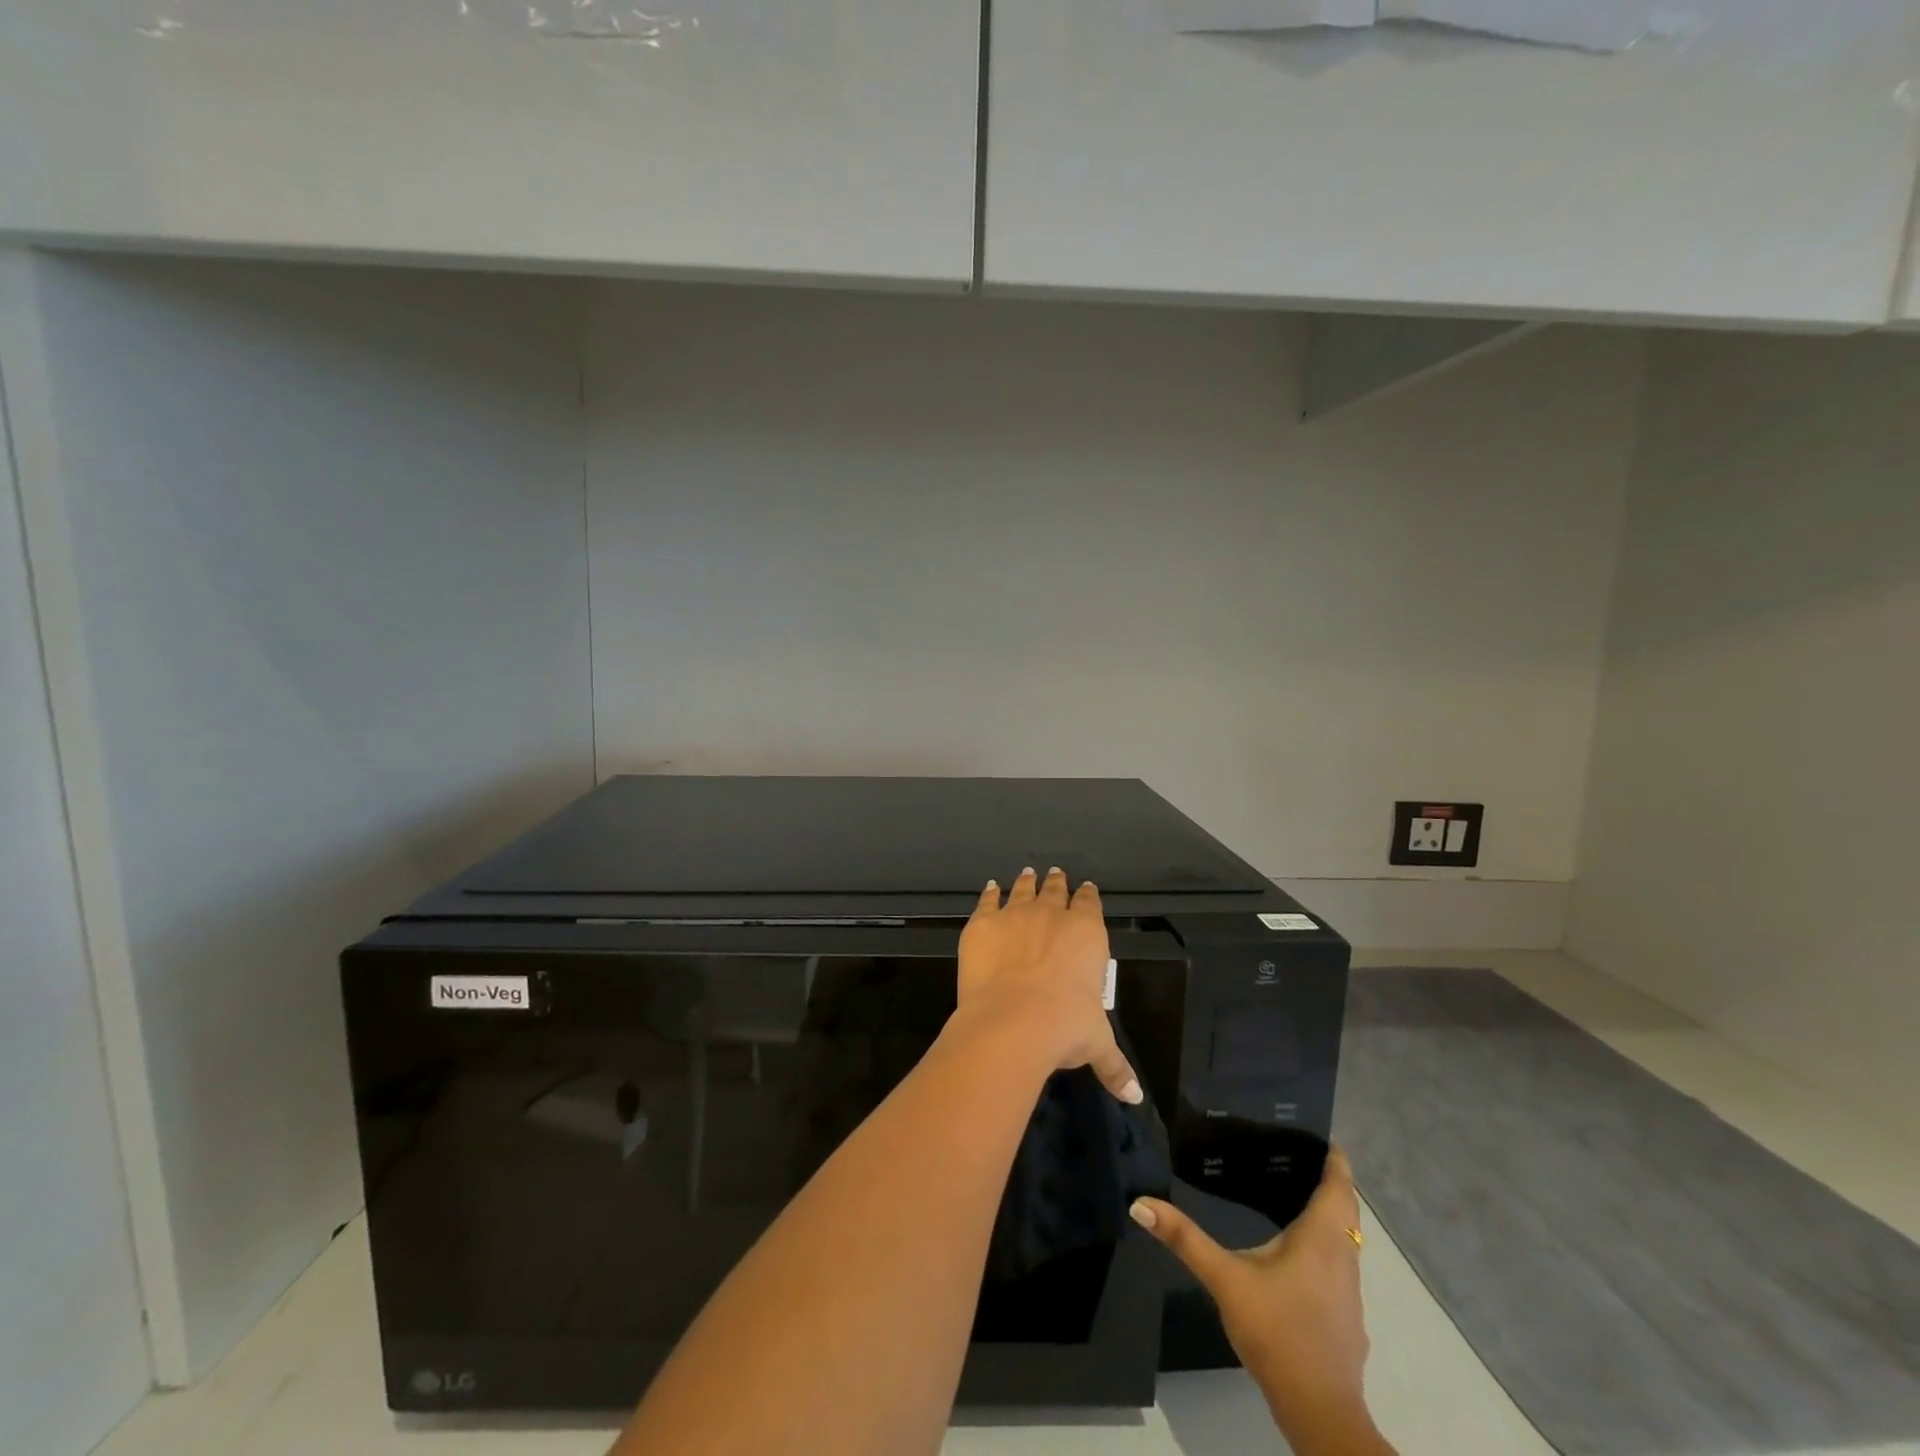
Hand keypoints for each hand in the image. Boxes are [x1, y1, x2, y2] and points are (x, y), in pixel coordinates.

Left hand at [954, 867, 1141, 1104]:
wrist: (1012, 1021)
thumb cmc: (1064, 1028)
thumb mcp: (1096, 1045)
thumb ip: (1115, 1065)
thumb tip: (1134, 1096)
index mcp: (1086, 933)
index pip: (1090, 904)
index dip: (1088, 896)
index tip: (1086, 889)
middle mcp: (1052, 915)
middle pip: (1056, 891)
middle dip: (1058, 883)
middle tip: (1056, 874)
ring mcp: (1015, 915)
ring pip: (1023, 890)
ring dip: (1027, 882)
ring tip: (1028, 873)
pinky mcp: (982, 924)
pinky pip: (987, 901)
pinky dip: (989, 894)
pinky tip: (990, 888)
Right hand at [1129, 1149, 1386, 1452]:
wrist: (1320, 1411)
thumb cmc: (1277, 1332)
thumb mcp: (1225, 1280)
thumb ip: (1185, 1239)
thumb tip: (1141, 1203)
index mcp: (1321, 1238)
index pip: (1339, 1186)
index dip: (1335, 1159)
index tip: (1322, 1134)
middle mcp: (1344, 1257)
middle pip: (1347, 1210)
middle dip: (1332, 1182)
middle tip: (1300, 1155)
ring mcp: (1350, 1291)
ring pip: (1348, 1239)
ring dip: (1332, 1214)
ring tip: (1298, 1192)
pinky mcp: (1348, 1318)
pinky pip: (1342, 1264)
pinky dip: (1329, 1245)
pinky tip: (1301, 1254)